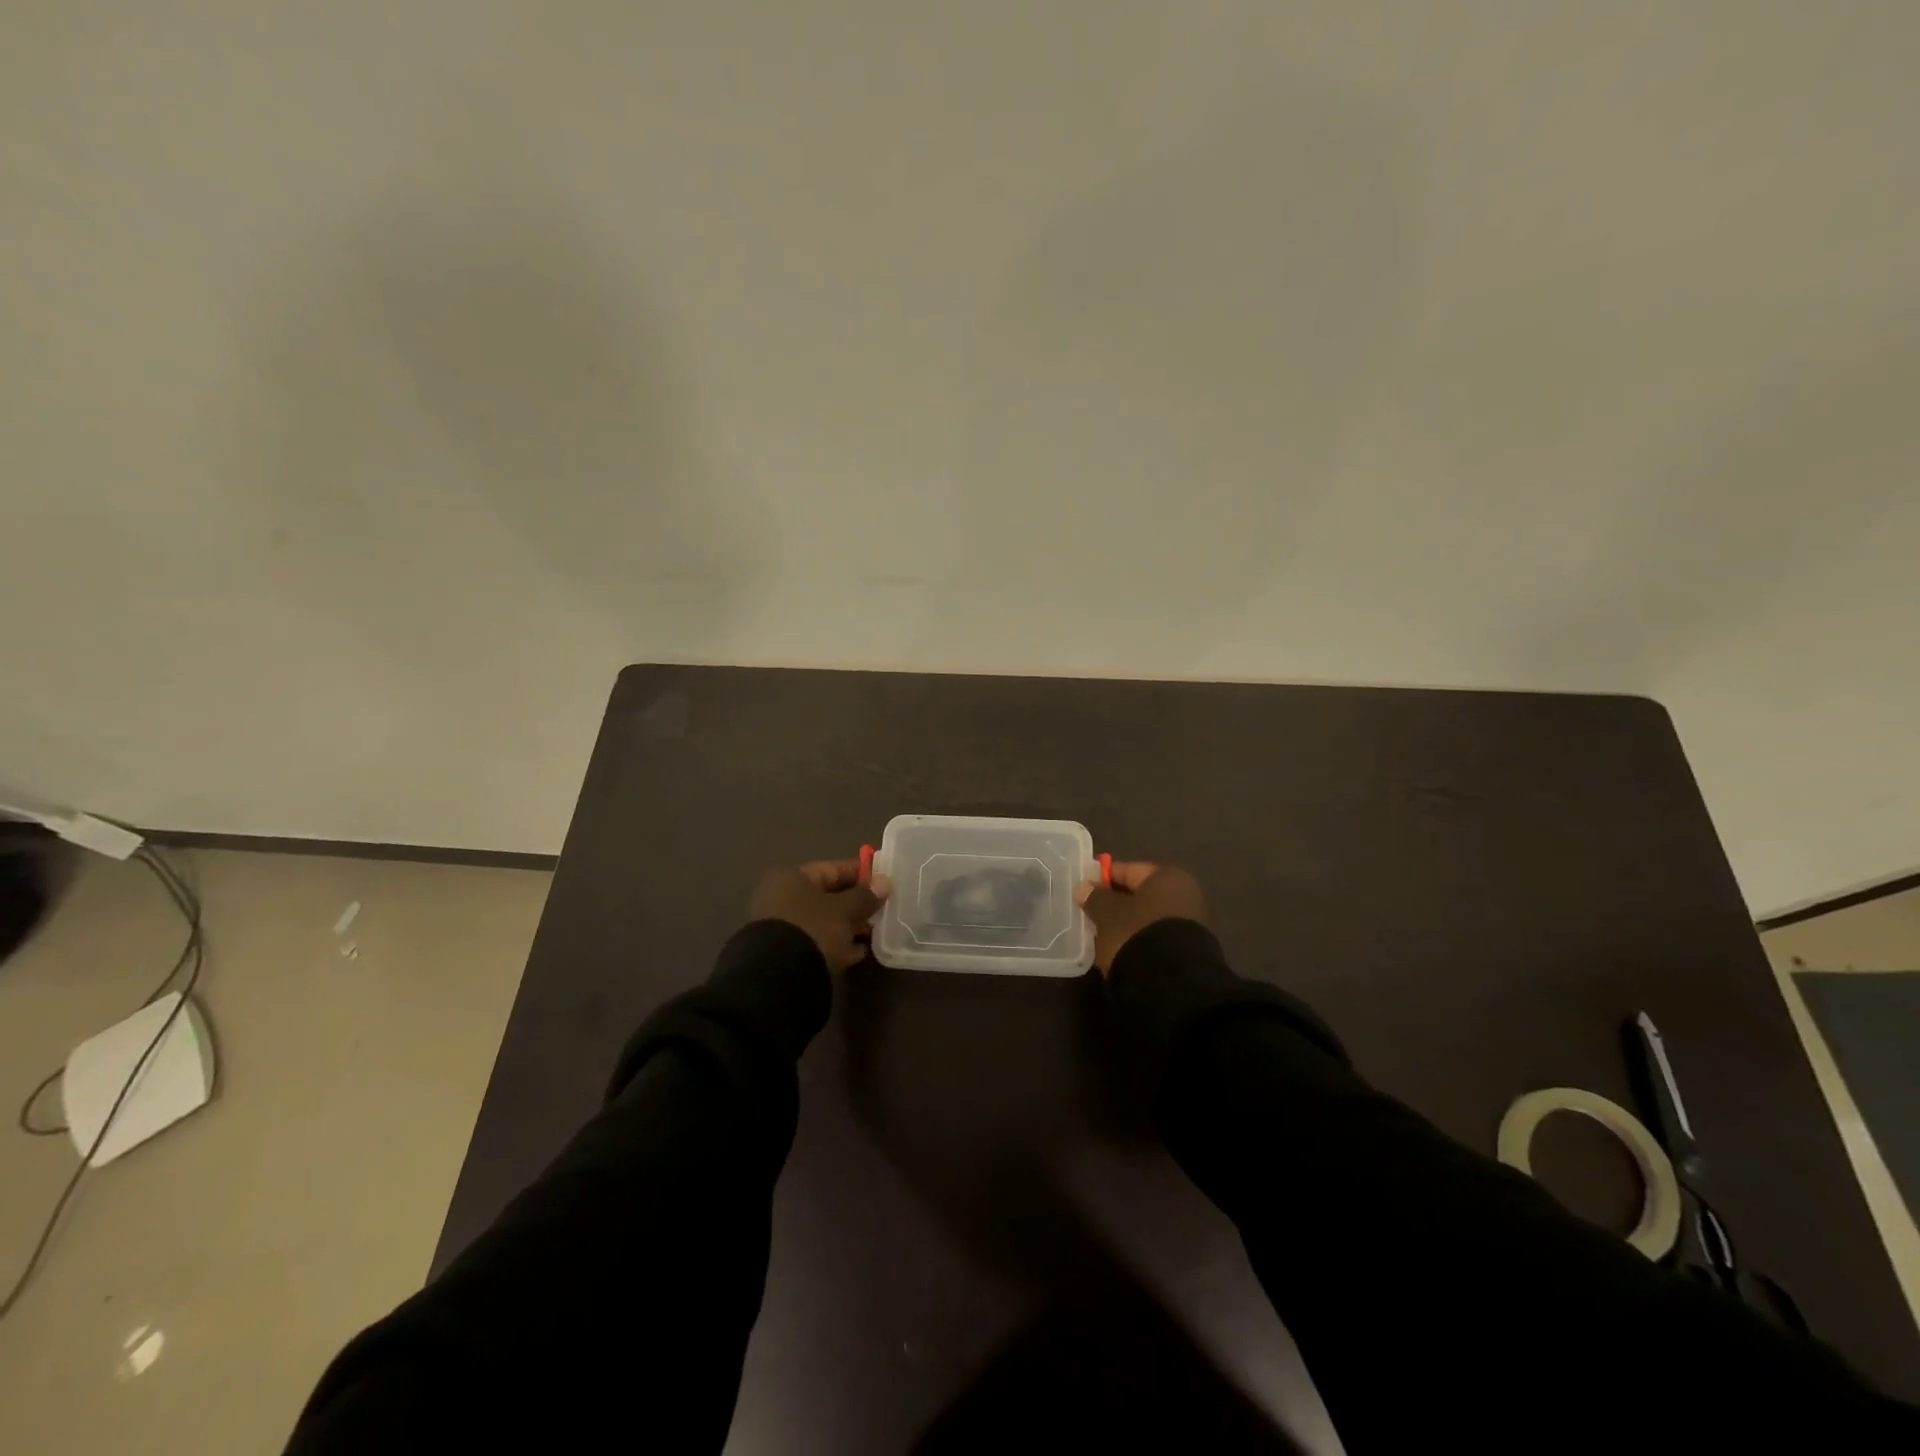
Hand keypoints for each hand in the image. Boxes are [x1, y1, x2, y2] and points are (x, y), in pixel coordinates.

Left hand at [750, 859, 884, 972]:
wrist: (780, 978)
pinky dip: (838, 944)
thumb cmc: (814, 930)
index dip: (860, 873)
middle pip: (827, 896)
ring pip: (824, 921)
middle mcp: (782, 898)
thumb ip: (866, 896)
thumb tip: (884, 883)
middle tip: (883, 908)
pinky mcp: (786, 954)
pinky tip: (859, 952)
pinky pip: (819, 942)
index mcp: (792, 878)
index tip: (884, 880)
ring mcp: (783, 927)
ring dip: (849, 925)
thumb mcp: (845, 911)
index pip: (832, 868)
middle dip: (856, 902)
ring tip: (875, 931)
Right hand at [1079, 862, 1207, 975]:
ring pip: (1146, 919)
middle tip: (1090, 916)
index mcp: (1167, 877)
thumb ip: (1096, 898)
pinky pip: (1155, 939)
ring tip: (1100, 938)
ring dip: (1125, 926)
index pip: (1127, 870)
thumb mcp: (1108, 914)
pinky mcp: (1188, 952)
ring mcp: (1190, 925)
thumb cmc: (1137, 935)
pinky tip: (1119, 953)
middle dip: (1115, 905)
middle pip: (1139, 895)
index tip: (1083, 891)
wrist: (1173, 986)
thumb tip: (1086, 887)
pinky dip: (1137, 942)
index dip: (1102, 879)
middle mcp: (1184, 895)